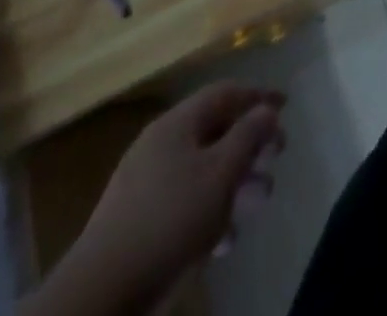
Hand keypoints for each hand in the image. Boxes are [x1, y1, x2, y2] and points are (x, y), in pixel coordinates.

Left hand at [32, 83, 284, 315]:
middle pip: (215, 131)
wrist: (100, 293)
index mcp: (177, 123)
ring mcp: (146, 183)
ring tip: (258, 201)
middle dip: (250, 145)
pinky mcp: (138, 221)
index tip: (286, 105)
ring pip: (202, 170)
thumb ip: (248, 135)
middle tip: (277, 157)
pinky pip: (184, 202)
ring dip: (235, 183)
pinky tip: (224, 239)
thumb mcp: (220, 173)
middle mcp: (161, 144)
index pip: (225, 93)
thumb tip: (267, 109)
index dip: (258, 96)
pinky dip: (209, 211)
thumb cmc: (170, 219)